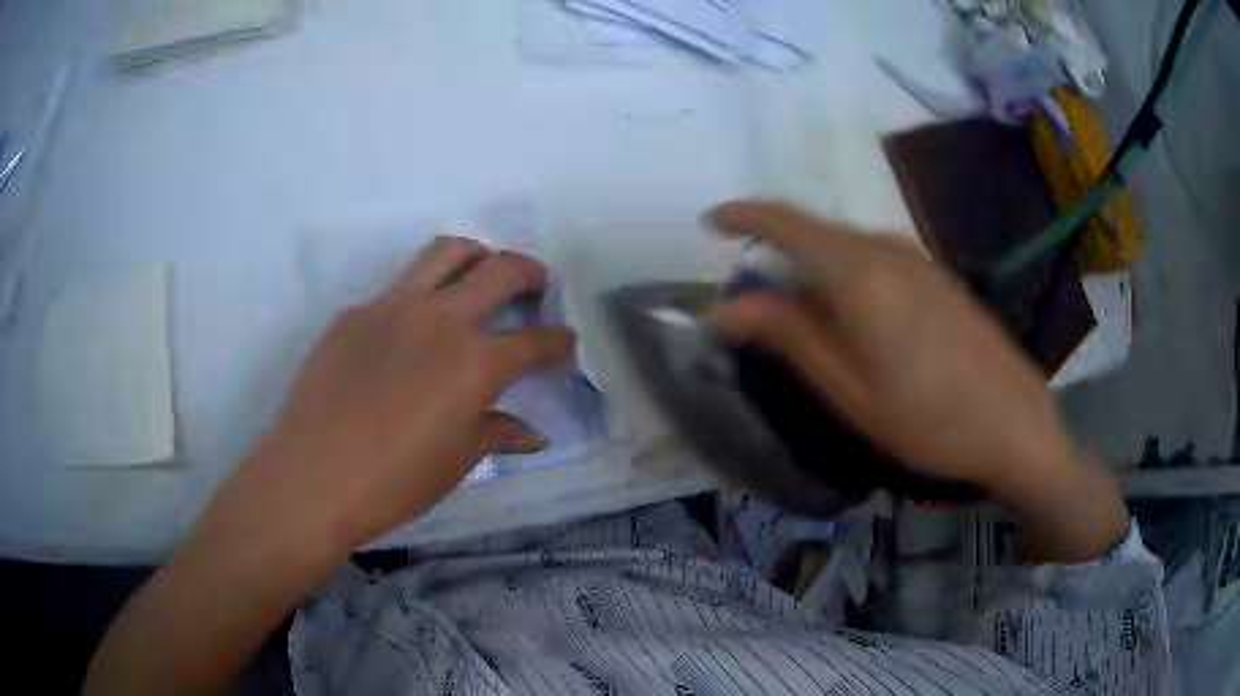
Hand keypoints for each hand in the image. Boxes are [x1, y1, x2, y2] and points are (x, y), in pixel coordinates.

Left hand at [213, 237, 575, 559]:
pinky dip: (419, 296)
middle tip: (536, 287)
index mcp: (475, 363)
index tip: (564, 343)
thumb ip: (497, 433)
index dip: (558, 342)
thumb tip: (532, 435)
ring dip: (476, 256)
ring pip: (446, 252)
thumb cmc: (394, 482)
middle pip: (500, 270)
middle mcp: (440, 319)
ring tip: (479, 275)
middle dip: (530, 273)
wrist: (312, 477)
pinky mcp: (354, 312)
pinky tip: (409, 333)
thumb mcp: (455, 462)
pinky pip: (396, 288)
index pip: (534, 341)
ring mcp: (392, 307)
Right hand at [710, 202, 1126, 560]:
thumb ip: (789, 336)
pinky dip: (846, 274)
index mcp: (858, 272)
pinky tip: (856, 319)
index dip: (742, 215)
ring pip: (846, 245)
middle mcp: (887, 249)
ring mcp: (918, 259)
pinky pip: (876, 258)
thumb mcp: (849, 391)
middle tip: (754, 302)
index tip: (711, 223)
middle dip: (775, 252)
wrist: (1016, 424)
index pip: (785, 221)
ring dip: (813, 266)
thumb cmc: (928, 420)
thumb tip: (727, 305)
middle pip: (815, 232)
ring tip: (802, 317)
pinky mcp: (938, 276)